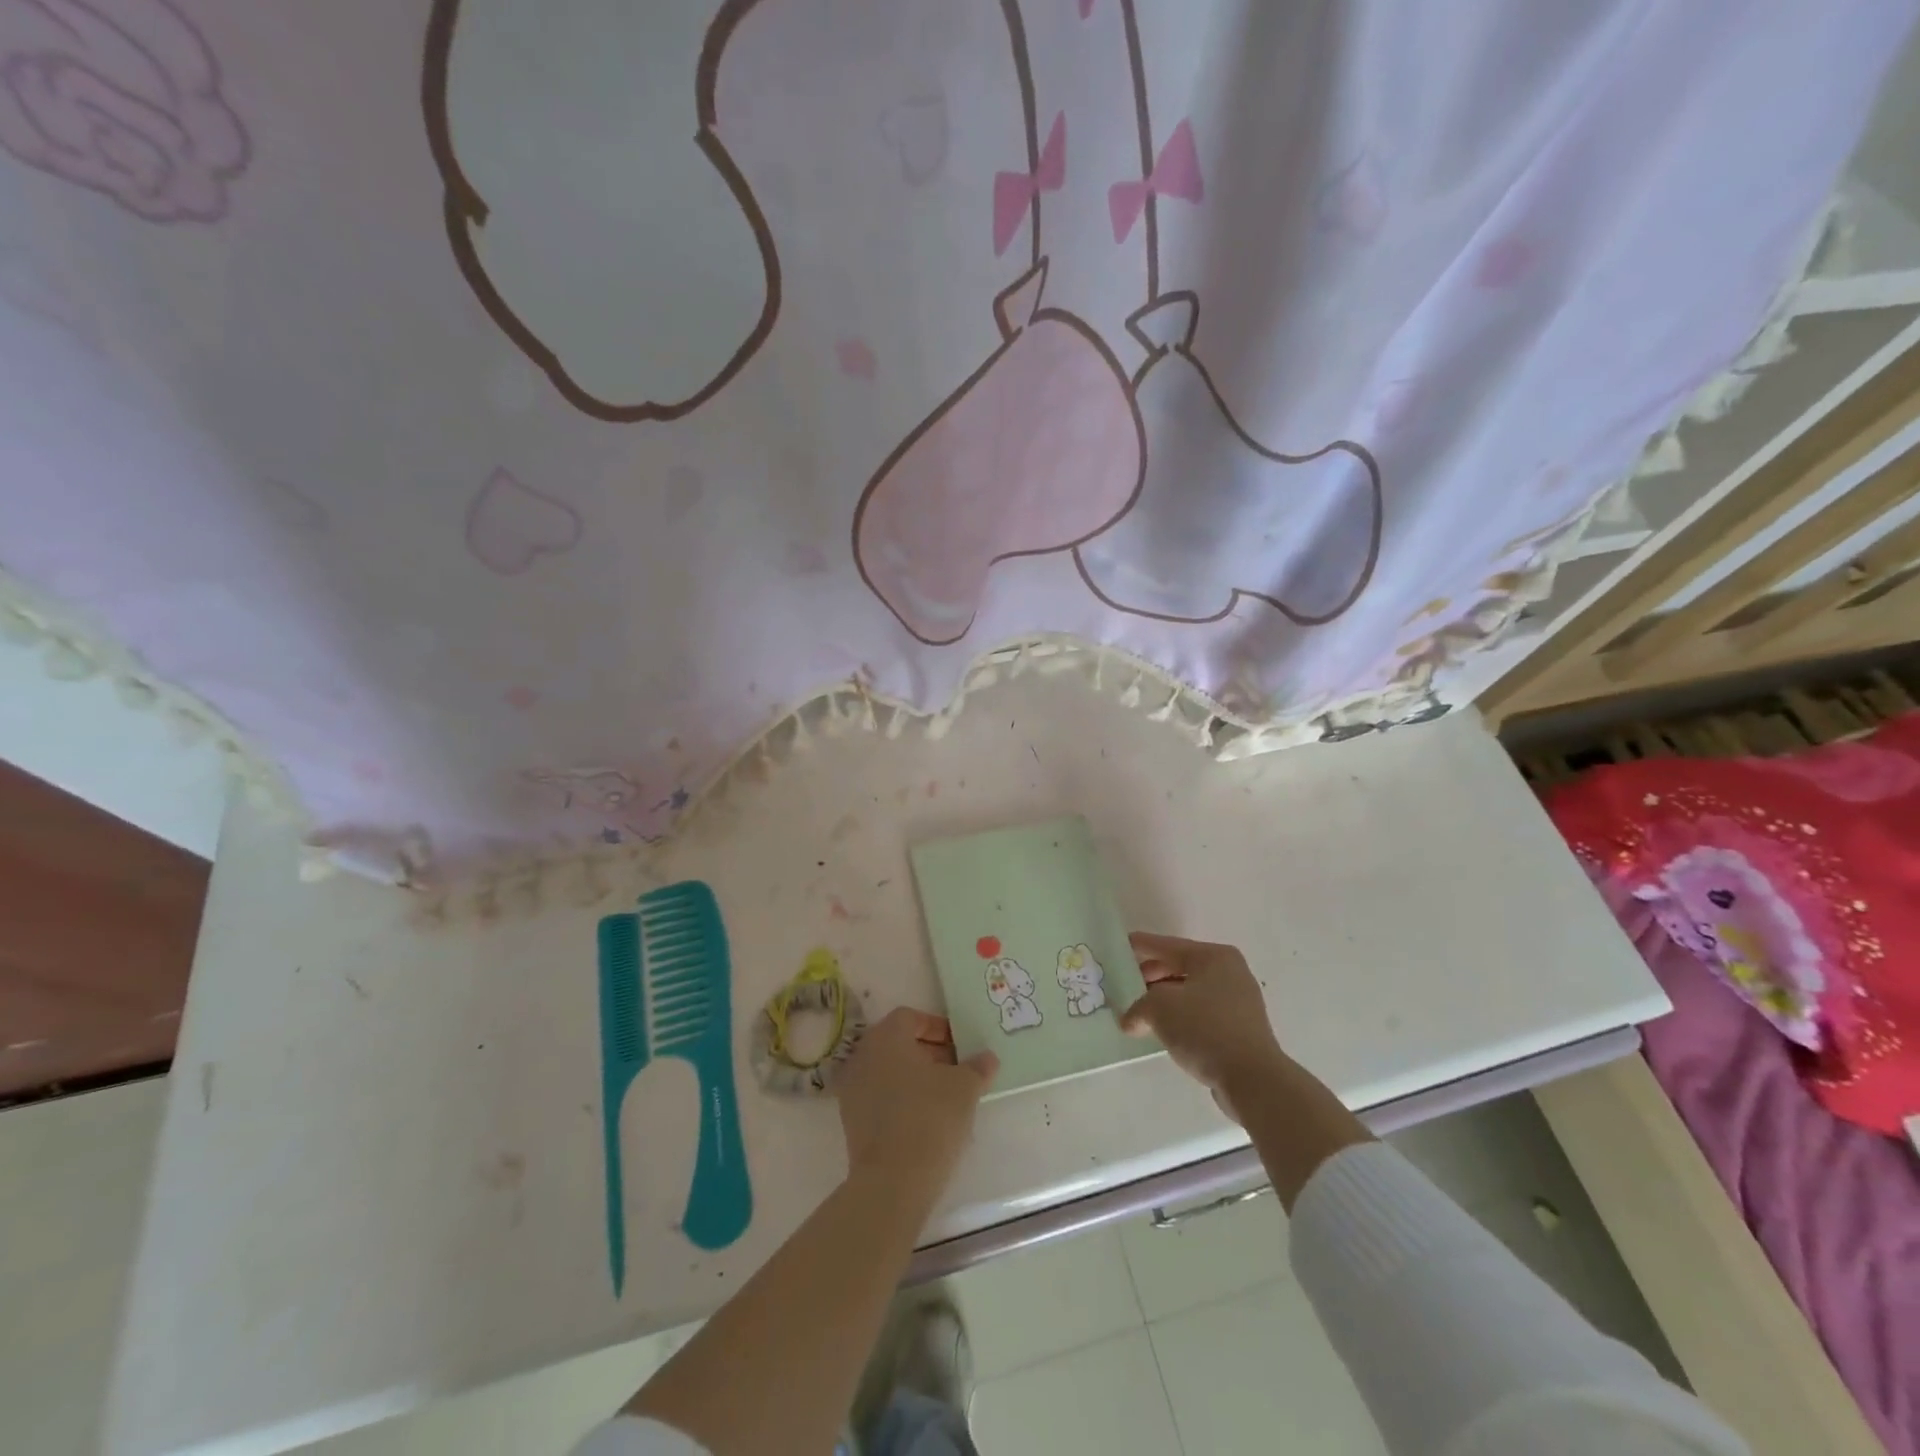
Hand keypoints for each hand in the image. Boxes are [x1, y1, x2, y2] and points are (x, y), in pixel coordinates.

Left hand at [837, 1008, 998, 1194]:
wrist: (892, 1181)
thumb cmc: (930, 1118)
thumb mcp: (965, 1088)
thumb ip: (977, 1067)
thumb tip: (987, 1058)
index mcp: (886, 1037)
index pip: (910, 1017)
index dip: (937, 1028)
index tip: (959, 1046)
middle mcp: (863, 1055)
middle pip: (898, 1043)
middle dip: (929, 1053)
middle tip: (956, 1070)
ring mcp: (852, 1089)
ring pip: (889, 1071)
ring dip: (915, 1078)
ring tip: (945, 1098)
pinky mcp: (851, 1120)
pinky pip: (880, 1097)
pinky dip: (901, 1100)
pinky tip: (926, 1120)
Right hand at [1121, 933, 1289, 1123]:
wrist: (1252, 1080)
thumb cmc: (1205, 1028)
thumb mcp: (1159, 1008)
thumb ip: (1138, 1007)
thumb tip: (1130, 1020)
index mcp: (1214, 957)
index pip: (1168, 946)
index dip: (1141, 945)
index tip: (1120, 946)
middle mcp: (1230, 973)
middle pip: (1180, 968)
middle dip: (1151, 977)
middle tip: (1124, 984)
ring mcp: (1239, 1003)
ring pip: (1190, 993)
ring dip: (1164, 1001)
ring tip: (1138, 1011)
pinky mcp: (1240, 1030)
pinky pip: (1201, 1015)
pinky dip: (1180, 1018)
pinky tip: (1163, 1031)